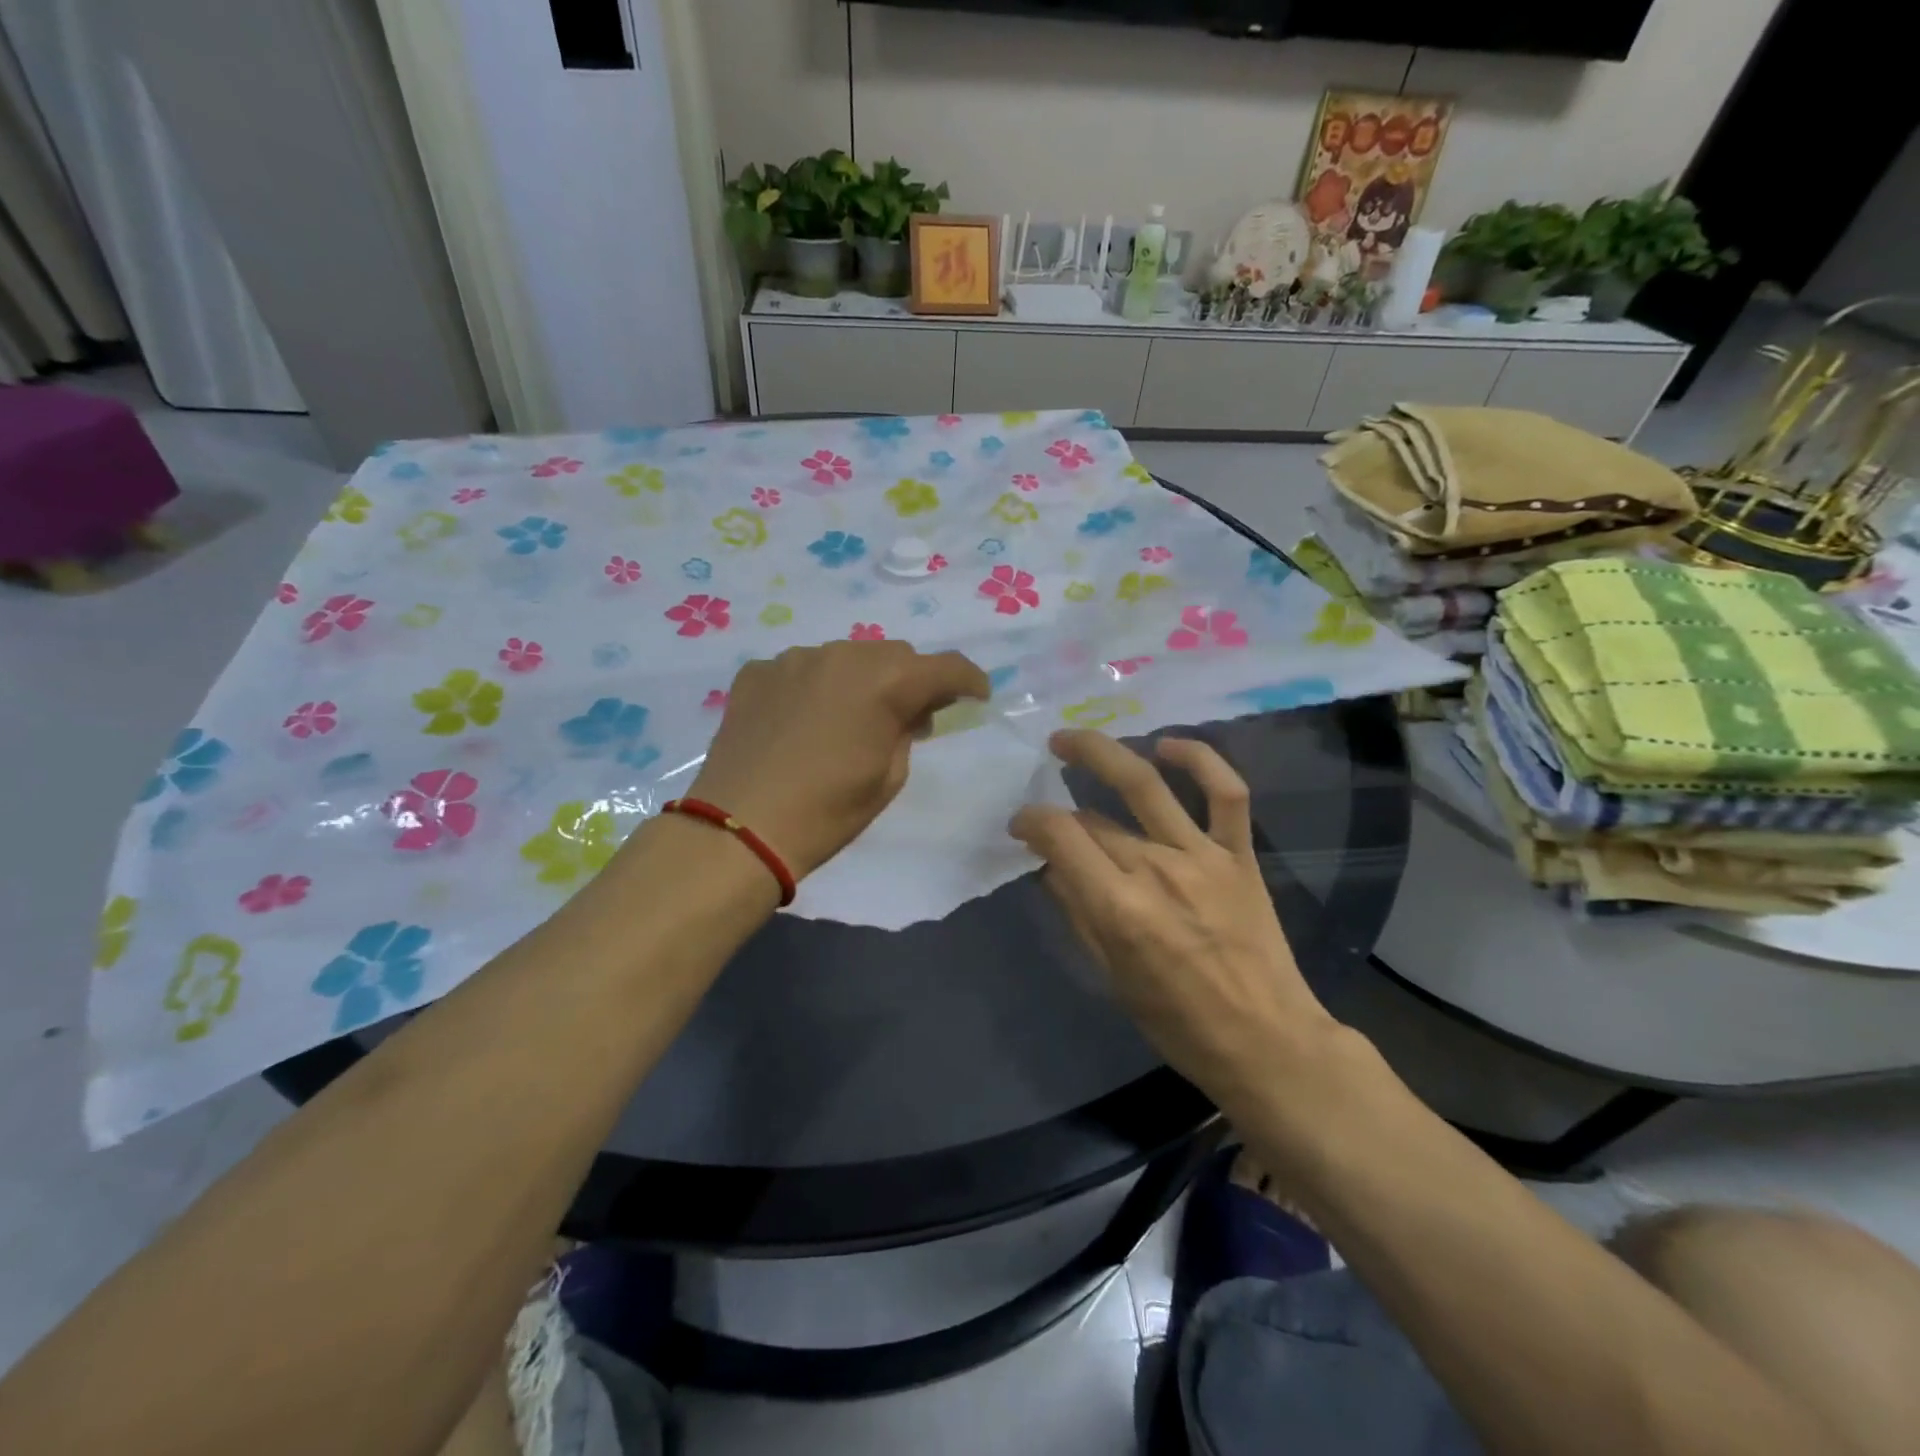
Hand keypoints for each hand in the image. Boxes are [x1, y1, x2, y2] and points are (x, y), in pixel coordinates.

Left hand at [687, 641, 990, 879]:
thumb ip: (907, 732)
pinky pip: (802, 669)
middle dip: (910, 680)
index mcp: (886, 682)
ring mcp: (795, 659)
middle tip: (908, 716)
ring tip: (848, 718)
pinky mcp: (757, 671)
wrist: (740, 828)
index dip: (968, 680)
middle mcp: (843, 655)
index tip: (976, 696)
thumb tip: (908, 713)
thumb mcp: (889, 778)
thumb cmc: (827, 811)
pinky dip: (815, 687)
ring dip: (860, 680)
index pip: (945, 667)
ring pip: (847, 657)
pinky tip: (803, 721)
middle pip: (895, 655)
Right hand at [1008, 730, 1338, 1107]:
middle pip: (1094, 818)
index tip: (1020, 825)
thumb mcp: (1111, 976)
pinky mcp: (1239, 854)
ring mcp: (1203, 855)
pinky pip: (1226, 793)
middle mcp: (1157, 869)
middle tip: (1044, 807)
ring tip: (1069, 739)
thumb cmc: (1178, 1022)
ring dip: (1102, 752)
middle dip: (1060, 810)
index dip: (1031, 821)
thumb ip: (1078, 913)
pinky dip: (1199, 760)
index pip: (1061, 836)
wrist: (1266, 1040)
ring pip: (1146, 784)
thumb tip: (1051, 867)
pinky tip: (1166, 746)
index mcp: (1119, 908)